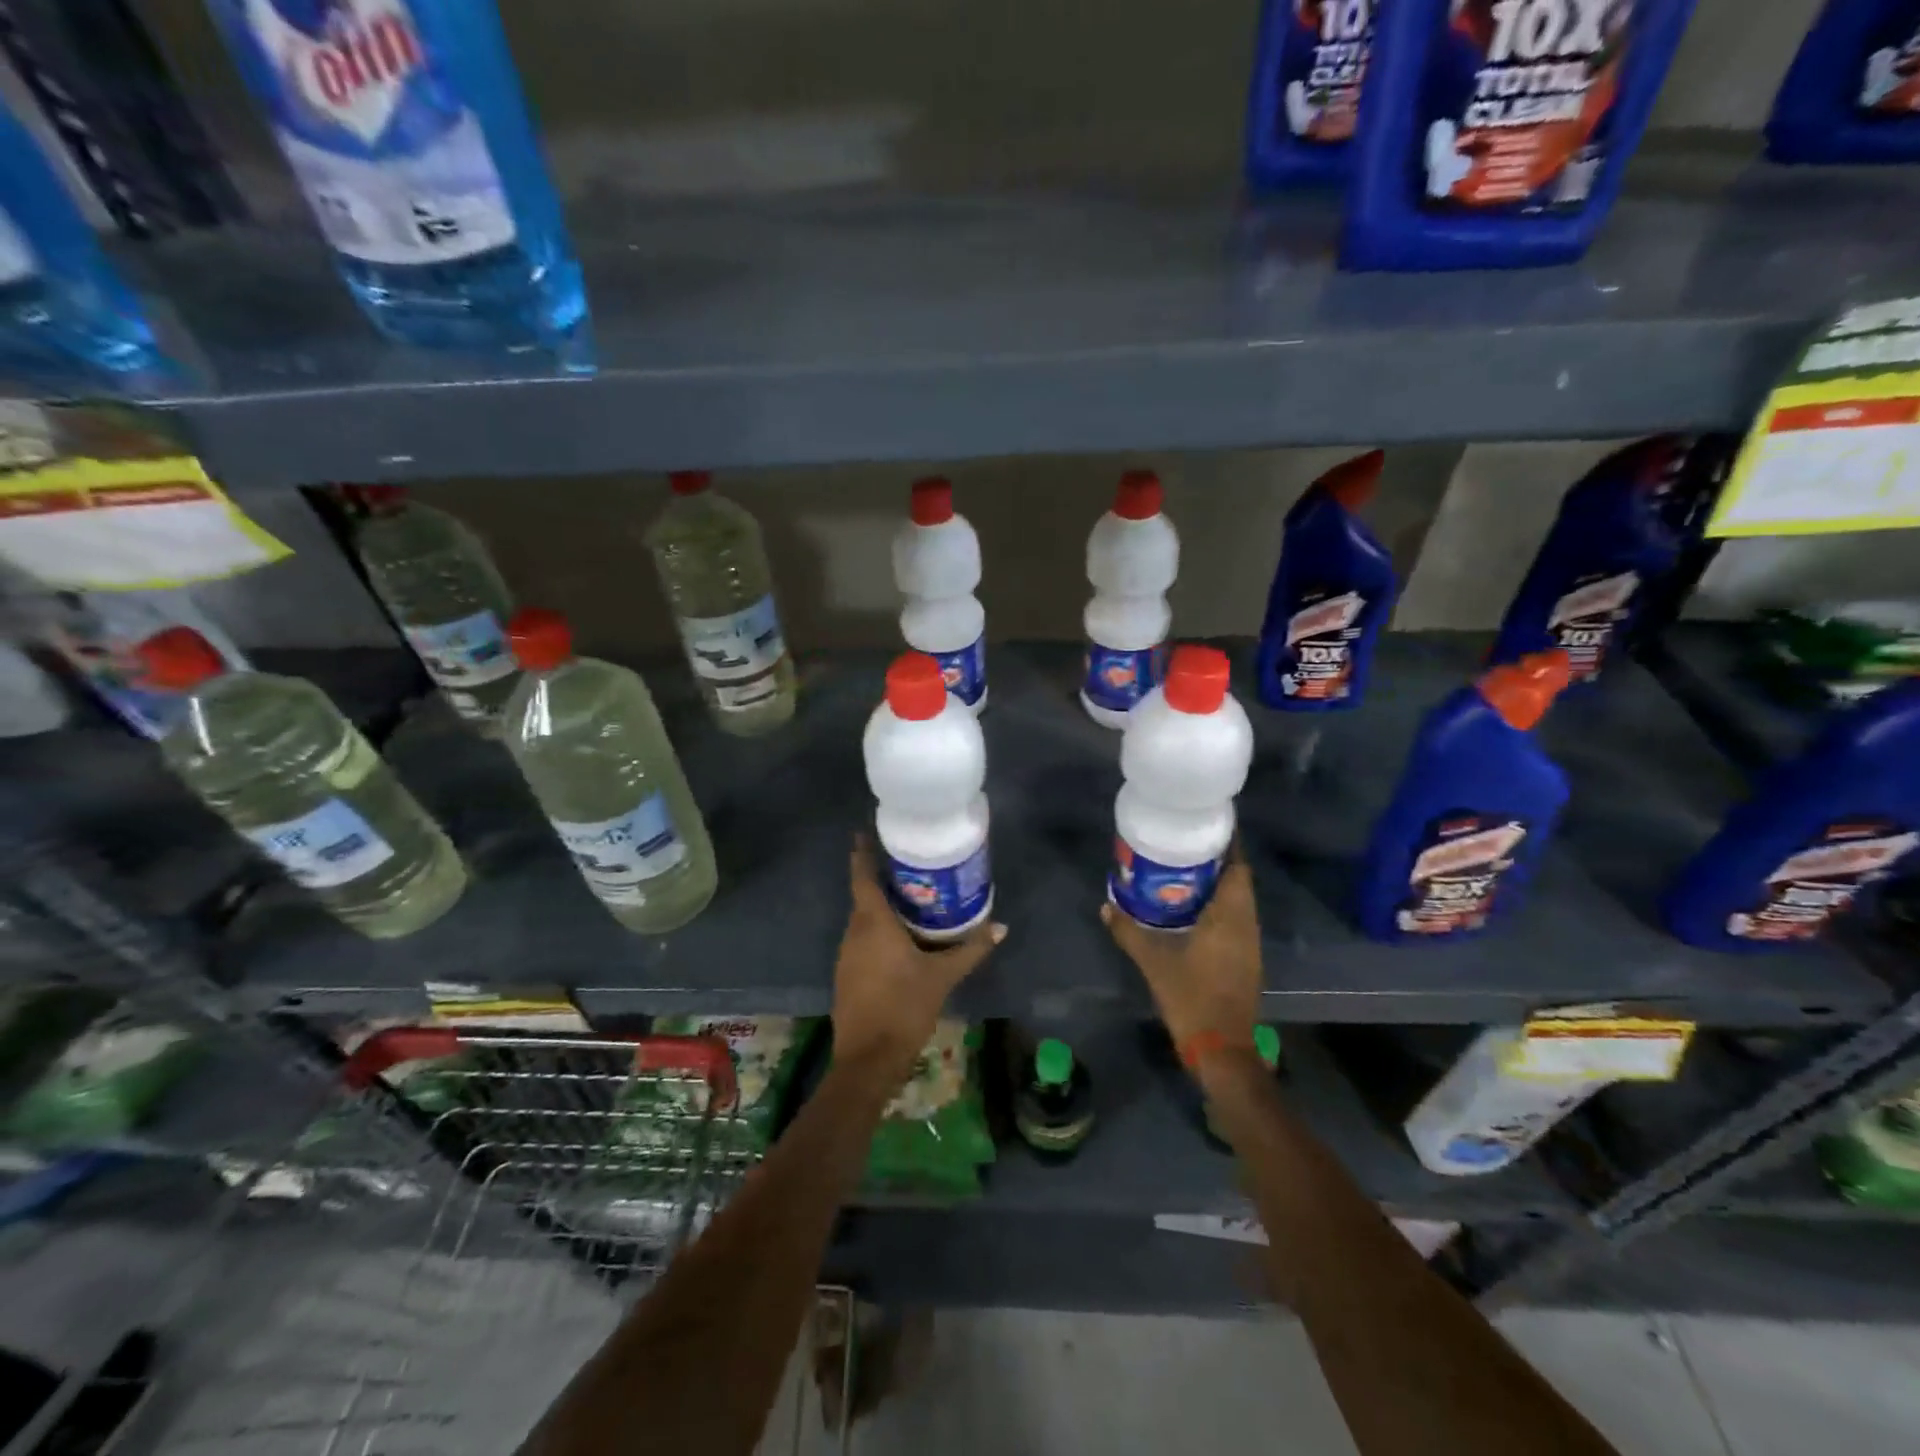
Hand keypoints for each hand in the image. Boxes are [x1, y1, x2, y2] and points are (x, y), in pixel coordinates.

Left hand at [833, 835, 1004, 1080]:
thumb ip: (970, 949)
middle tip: (911, 867)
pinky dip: (879, 931)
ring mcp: (846, 955)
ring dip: (882, 908)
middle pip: (864, 896)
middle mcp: (854, 932)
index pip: (862, 876)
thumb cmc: (904, 1007)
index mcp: (872, 923)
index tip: (866, 832)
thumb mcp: (942, 976)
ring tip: (913, 898)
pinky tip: (902, 939)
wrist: (868, 1059)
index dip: (863, 852)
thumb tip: (1000, 926)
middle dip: (883, 880)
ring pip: (864, 920)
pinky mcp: (847, 974)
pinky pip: (863, 940)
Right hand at [1101, 852, 1262, 1058]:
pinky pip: (1237, 920)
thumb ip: (1129, 931)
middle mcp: (1246, 925)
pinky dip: (1221, 906)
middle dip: (1220, 861)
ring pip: (1240, 902)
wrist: (1221, 1047)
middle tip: (1189, 845)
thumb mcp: (1153, 962)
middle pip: (1240, 881)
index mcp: (1230, 917)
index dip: (1230, 845)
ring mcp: (1250, 944)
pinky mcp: (1246, 960)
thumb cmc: (1191, 996)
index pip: (1238, 869)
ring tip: (1188, 871)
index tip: (1210, 826)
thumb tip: (1106, 906)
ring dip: (1221, 884)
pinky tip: (1195, 909)